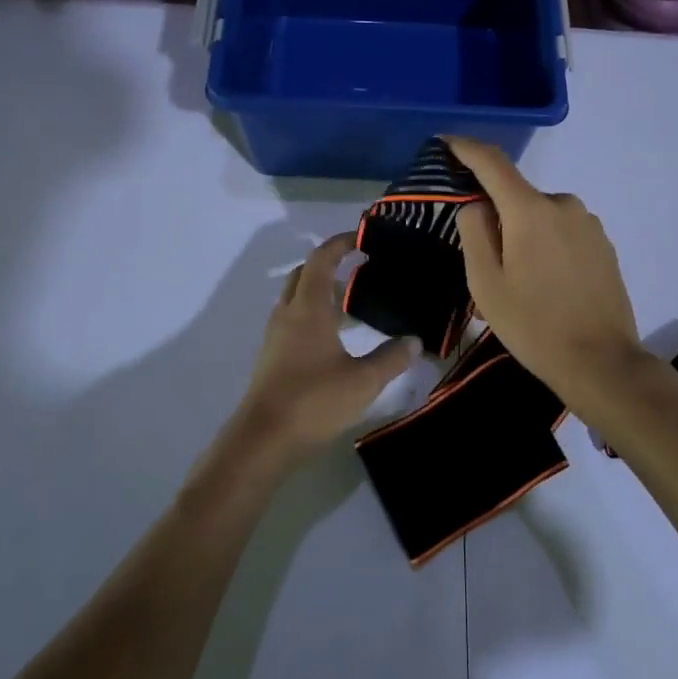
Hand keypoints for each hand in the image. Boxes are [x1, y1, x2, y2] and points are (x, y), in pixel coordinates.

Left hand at [236, 233, 420, 463]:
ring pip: (296, 298)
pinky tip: (333, 338)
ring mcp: (276, 336)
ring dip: (320, 291)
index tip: (362, 238)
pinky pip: (293, 320)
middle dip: (329, 265)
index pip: (322, 260)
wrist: (262, 440)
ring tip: (352, 303)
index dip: (340, 244)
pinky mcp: (272, 357)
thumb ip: (391, 358)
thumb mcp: (363, 381)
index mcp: (308, 308)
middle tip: (359, 269)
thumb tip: (415, 341)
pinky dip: (312, 315)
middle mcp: (288, 313)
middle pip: (303, 274)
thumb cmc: (314, 401)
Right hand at [445, 137, 656, 414]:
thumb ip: (474, 232)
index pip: (492, 163)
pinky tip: (546, 285)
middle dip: (496, 217)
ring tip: (517, 283)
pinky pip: (562, 232)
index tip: (445, 142)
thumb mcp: (486, 283)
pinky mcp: (604, 244)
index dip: (466, 148)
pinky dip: (546, 246)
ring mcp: (589, 223)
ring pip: (540, 216)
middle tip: (484, 262)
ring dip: (522, 235)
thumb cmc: (534, 325)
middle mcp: (563, 204)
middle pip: (516, 196)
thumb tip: (476, 204)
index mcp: (531, 210)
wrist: (602, 362)